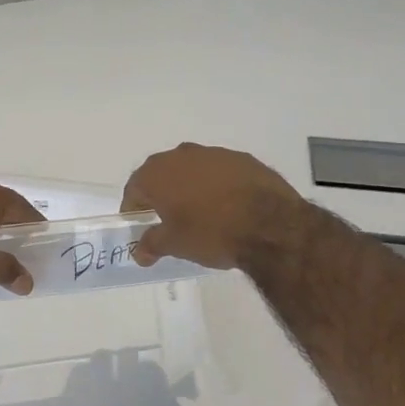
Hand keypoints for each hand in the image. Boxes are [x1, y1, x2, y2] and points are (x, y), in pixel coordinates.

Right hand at [121, 143, 302, 270]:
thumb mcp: (175, 245)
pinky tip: (228, 206)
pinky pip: (219, 172)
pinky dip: (217, 185)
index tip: (140, 225)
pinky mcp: (243, 158)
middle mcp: (181, 155)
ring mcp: (214, 154)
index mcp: (157, 173)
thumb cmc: (211, 233)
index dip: (133, 208)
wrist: (271, 224)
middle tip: (167, 219)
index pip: (134, 188)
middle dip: (161, 194)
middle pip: (162, 174)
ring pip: (192, 170)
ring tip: (200, 213)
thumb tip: (139, 252)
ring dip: (190, 187)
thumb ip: (152, 244)